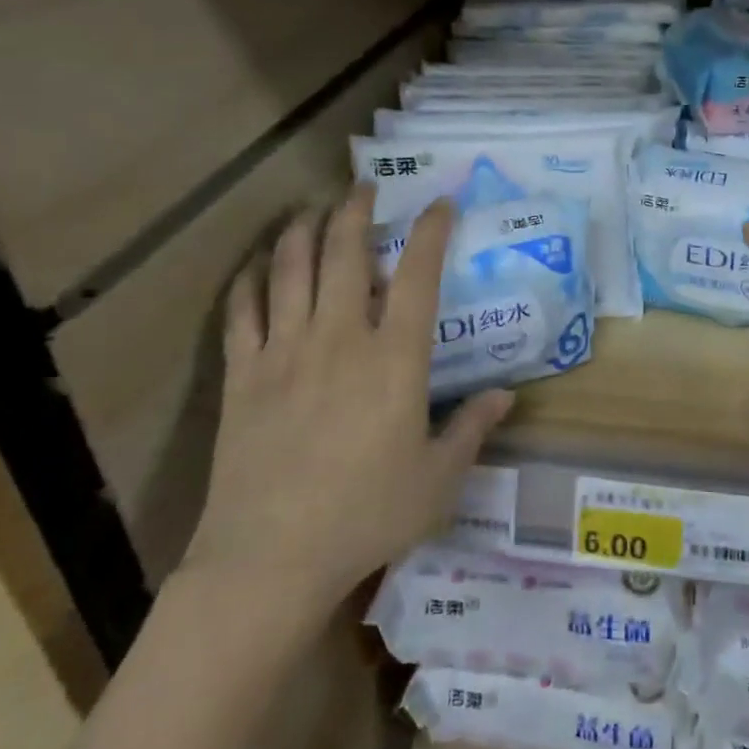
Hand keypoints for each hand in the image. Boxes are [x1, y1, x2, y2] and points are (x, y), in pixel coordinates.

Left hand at [181, 187, 513, 613]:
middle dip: (355, 210)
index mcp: (395, 359)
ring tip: (311, 210)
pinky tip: (257, 266)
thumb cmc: (366, 516)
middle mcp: (340, 339)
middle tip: (363, 188)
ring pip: (291, 269)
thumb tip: (506, 397)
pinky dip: (250, 280)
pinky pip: (242, 312)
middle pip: (344, 253)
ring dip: (302, 230)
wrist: (270, 559)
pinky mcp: (242, 376)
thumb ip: (472, 430)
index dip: (431, 230)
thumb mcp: (438, 480)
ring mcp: (285, 352)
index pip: (418, 275)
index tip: (439, 202)